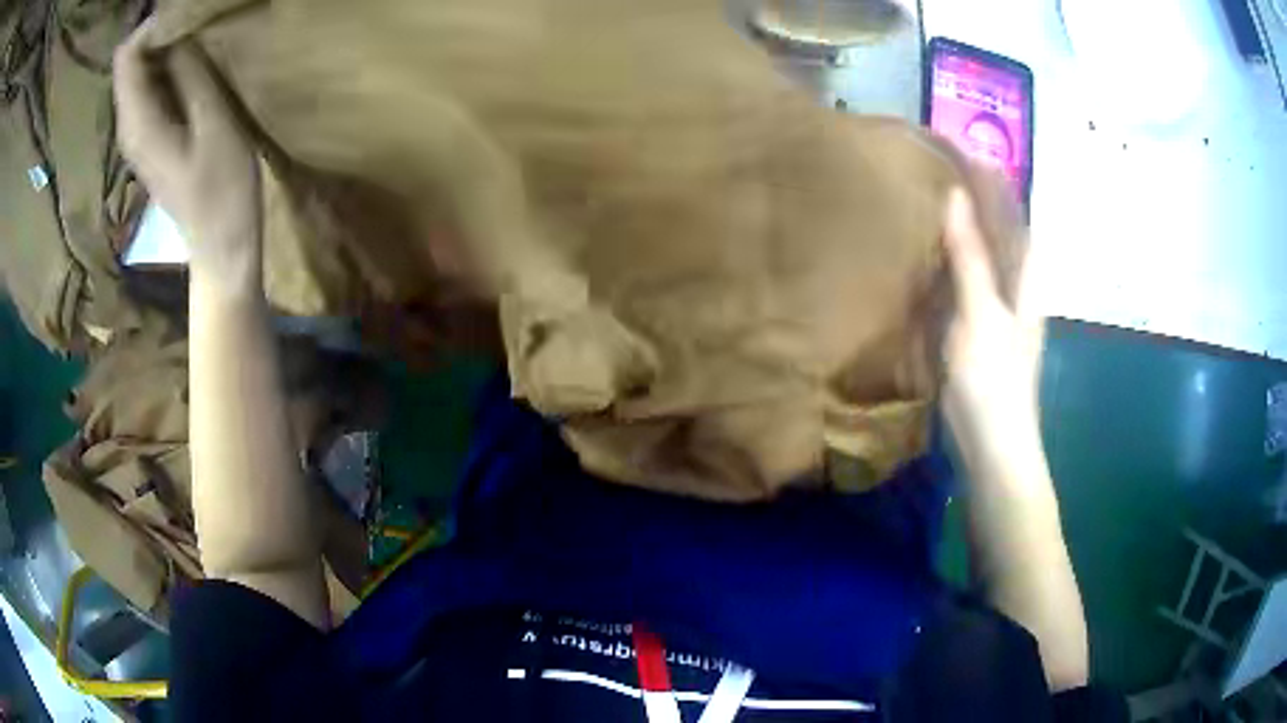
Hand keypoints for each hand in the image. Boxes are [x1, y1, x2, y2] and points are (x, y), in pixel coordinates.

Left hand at [113, 20, 261, 287]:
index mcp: (137, 122)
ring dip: (165, 48)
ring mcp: (137, 133)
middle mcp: (128, 125)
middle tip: (197, 19)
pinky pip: (149, 88)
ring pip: (139, 73)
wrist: (220, 244)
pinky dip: (168, 67)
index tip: (185, 13)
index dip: (151, 26)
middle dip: (159, 32)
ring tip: (200, 36)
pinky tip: (194, 63)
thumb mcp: (213, 124)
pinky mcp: (150, 136)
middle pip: (129, 63)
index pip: (125, 58)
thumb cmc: (222, 189)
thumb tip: (179, 34)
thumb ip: (191, 75)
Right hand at [940, 190, 1044, 471]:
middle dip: (976, 202)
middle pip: (999, 234)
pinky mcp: (977, 332)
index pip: (1016, 216)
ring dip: (960, 232)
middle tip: (935, 172)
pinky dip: (948, 266)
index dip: (996, 184)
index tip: (963, 153)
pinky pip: (964, 285)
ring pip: (981, 259)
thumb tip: (956, 195)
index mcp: (1027, 279)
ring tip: (926, 203)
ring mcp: (997, 312)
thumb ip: (970, 256)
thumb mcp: (981, 313)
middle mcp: (1016, 289)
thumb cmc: (994, 379)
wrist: (991, 445)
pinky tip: (924, 259)